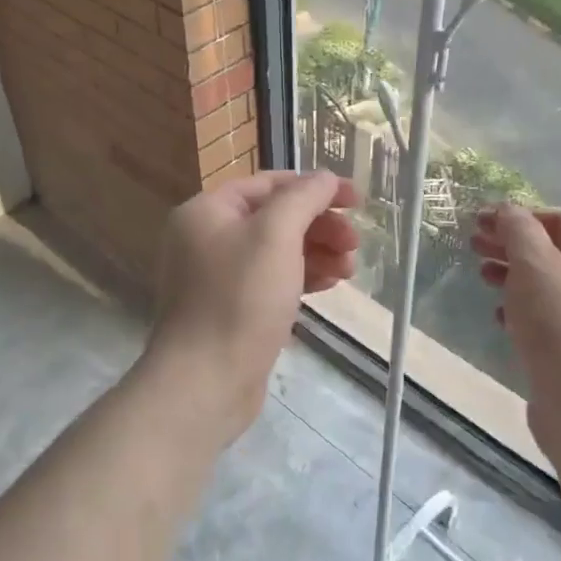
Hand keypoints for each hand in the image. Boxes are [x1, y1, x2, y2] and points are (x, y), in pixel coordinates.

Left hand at [148, 170, 359, 440]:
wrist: (205, 382)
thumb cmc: (240, 299)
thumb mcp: (275, 236)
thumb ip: (303, 198)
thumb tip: (324, 178)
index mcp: (207, 211)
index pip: (268, 184)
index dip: (314, 187)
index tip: (355, 200)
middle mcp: (206, 238)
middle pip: (274, 217)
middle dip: (319, 225)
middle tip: (355, 243)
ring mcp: (216, 277)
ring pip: (276, 251)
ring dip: (316, 252)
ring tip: (350, 269)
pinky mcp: (230, 310)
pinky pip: (271, 281)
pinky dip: (301, 277)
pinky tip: (330, 285)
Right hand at [471, 206, 560, 466]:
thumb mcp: (535, 267)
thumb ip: (518, 230)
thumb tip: (507, 209)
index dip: (518, 216)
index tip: (479, 222)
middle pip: (555, 252)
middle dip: (512, 245)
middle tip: (473, 245)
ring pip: (550, 287)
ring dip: (513, 276)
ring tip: (481, 277)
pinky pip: (551, 319)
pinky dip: (523, 310)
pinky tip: (499, 316)